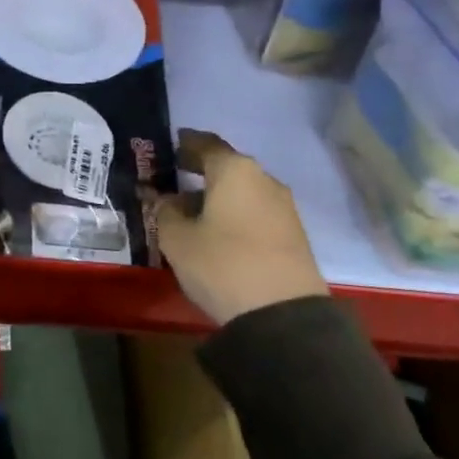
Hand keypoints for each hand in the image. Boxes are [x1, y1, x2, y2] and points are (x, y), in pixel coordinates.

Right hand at [154, 129, 327, 324]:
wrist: (282, 315)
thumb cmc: (222, 264)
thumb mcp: (176, 238)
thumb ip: (165, 211)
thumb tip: (167, 200)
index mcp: (234, 171)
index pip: (205, 144)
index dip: (186, 143)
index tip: (171, 144)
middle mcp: (263, 180)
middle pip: (227, 167)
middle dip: (201, 171)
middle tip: (174, 176)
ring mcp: (283, 207)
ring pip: (242, 191)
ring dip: (217, 195)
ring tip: (191, 210)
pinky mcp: (293, 234)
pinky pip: (255, 211)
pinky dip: (234, 213)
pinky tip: (217, 231)